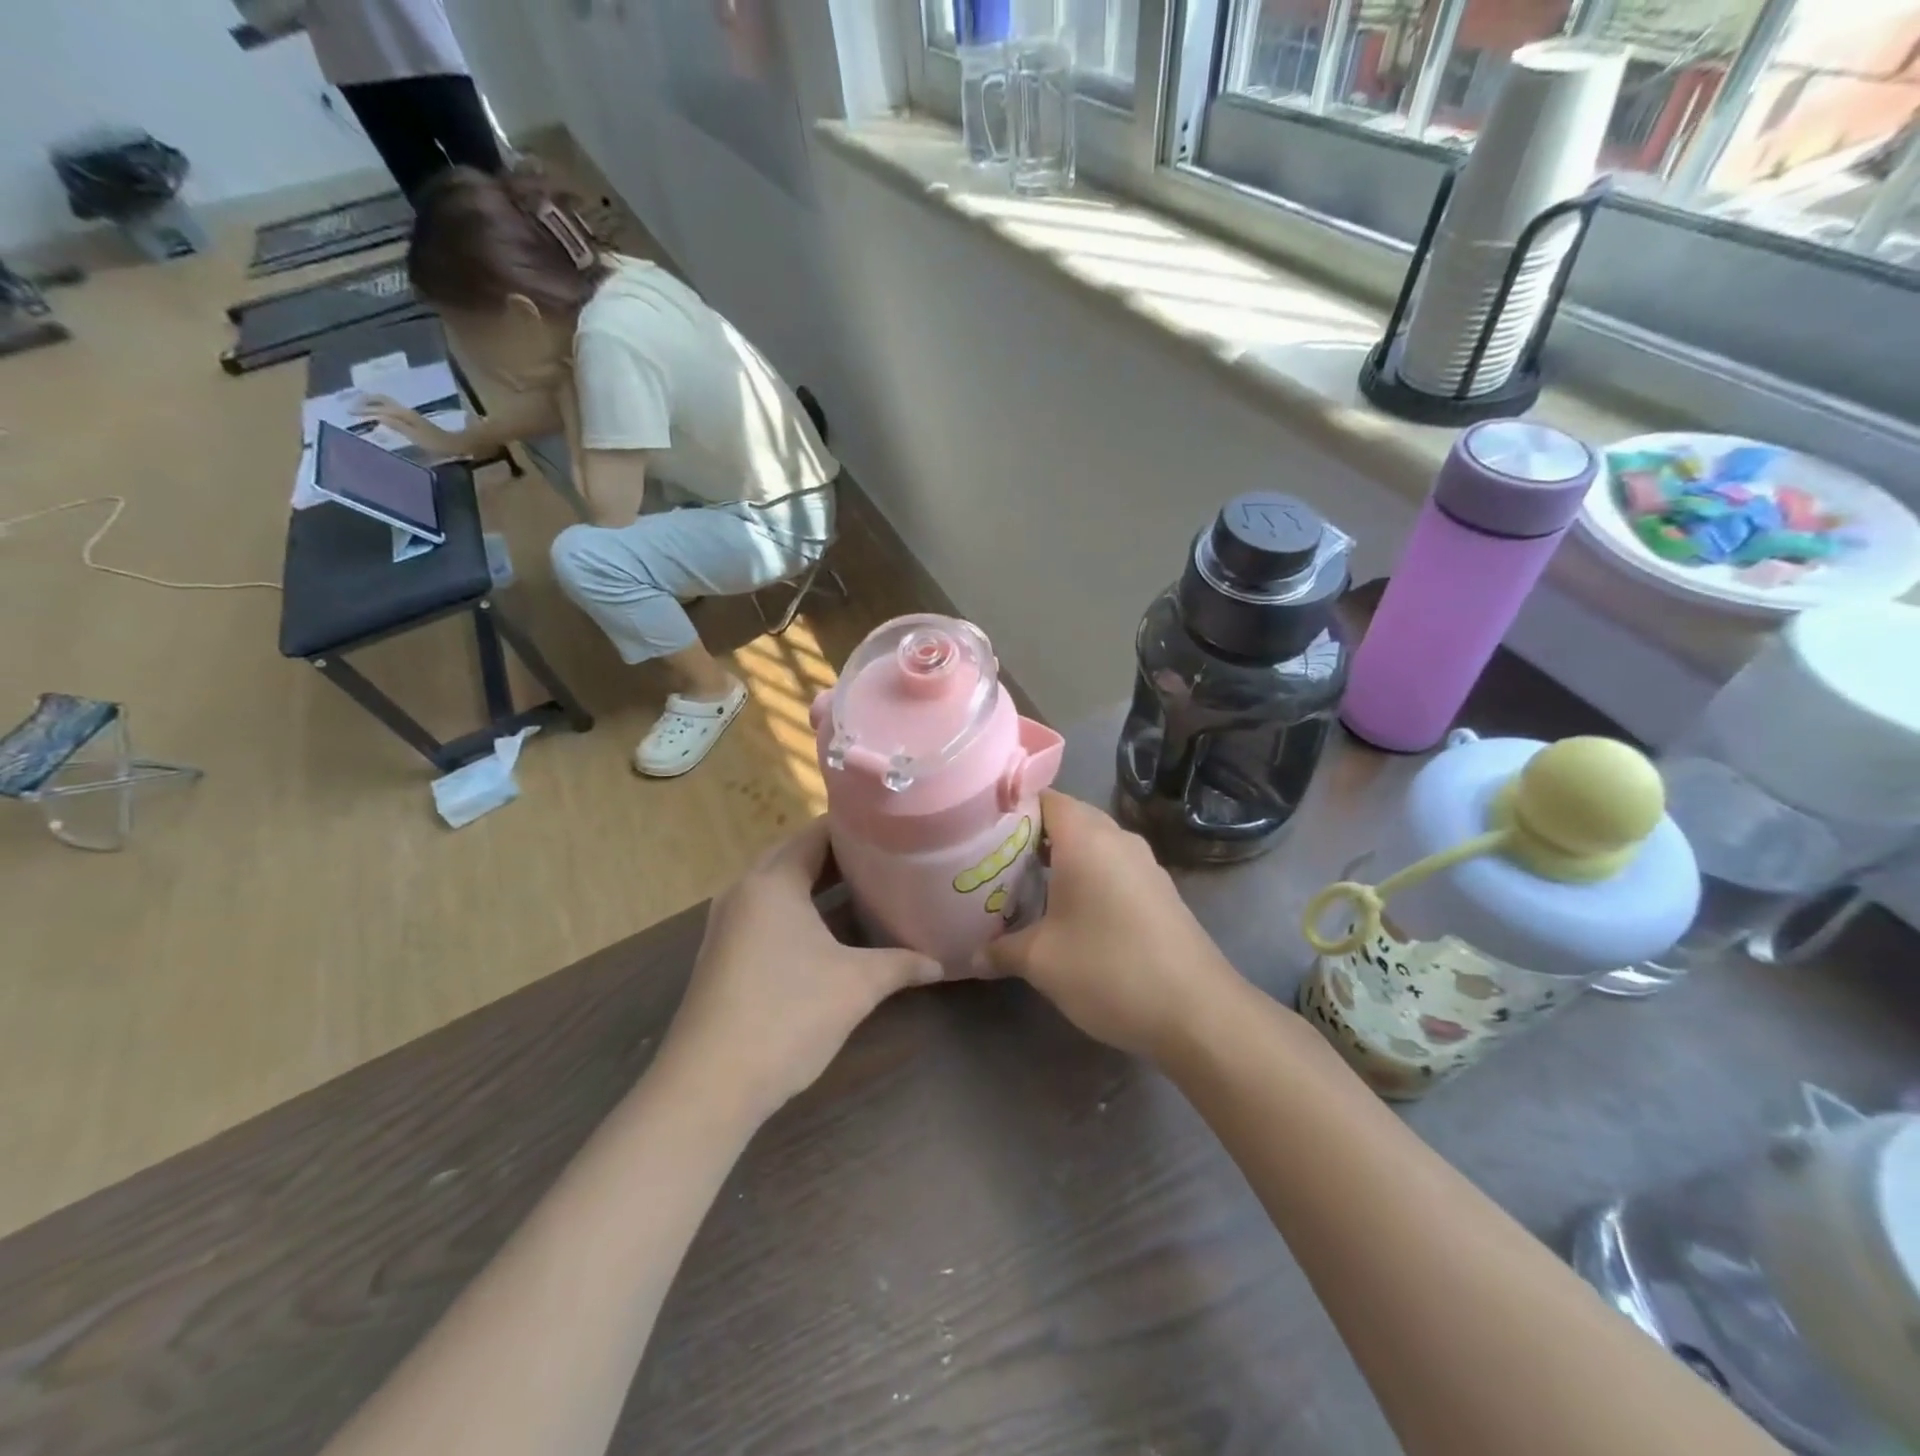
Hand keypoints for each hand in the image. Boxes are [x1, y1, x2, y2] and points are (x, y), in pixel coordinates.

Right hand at [356, 394, 463, 456]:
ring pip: (385, 403)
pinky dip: (380, 409)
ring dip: (371, 403)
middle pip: (380, 400)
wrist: (457, 444)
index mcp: (403, 413)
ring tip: (358, 408)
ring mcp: (409, 414)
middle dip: (364, 401)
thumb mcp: (416, 436)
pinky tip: (377, 416)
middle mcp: (404, 410)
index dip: (363, 408)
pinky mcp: (413, 420)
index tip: (347, 411)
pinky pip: (391, 410)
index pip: (378, 406)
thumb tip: (377, 416)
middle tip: (349, 407)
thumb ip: (397, 425)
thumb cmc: (438, 443)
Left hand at [659, 819, 941, 1122]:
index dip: (857, 827)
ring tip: (865, 885)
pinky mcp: (724, 952)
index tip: (895, 827)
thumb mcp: (856, 986)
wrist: (709, 1086)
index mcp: (773, 881)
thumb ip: (902, 964)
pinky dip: (798, 908)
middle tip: (888, 855)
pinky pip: (766, 911)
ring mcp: (728, 922)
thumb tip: (940, 963)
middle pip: (796, 854)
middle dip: (840, 854)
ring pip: (779, 884)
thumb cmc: (787, 1016)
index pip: (818, 833)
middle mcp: (744, 890)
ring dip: (817, 882)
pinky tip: (828, 929)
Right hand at [979, 791, 1242, 1063]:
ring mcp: (1144, 864)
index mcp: (1087, 838)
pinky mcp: (1159, 891)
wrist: (1198, 1013)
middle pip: (1067, 818)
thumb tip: (972, 956)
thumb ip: (1001, 950)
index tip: (978, 831)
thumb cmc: (1111, 970)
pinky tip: (1068, 912)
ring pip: (1092, 844)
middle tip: (993, 861)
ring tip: (1023, 886)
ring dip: (1059, 858)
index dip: (1009, 808)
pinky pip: (1112, 867)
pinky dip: (1086, 876)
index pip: (1043, 797)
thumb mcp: (1042, 962)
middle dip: (1029, 836)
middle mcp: (1118, 839)